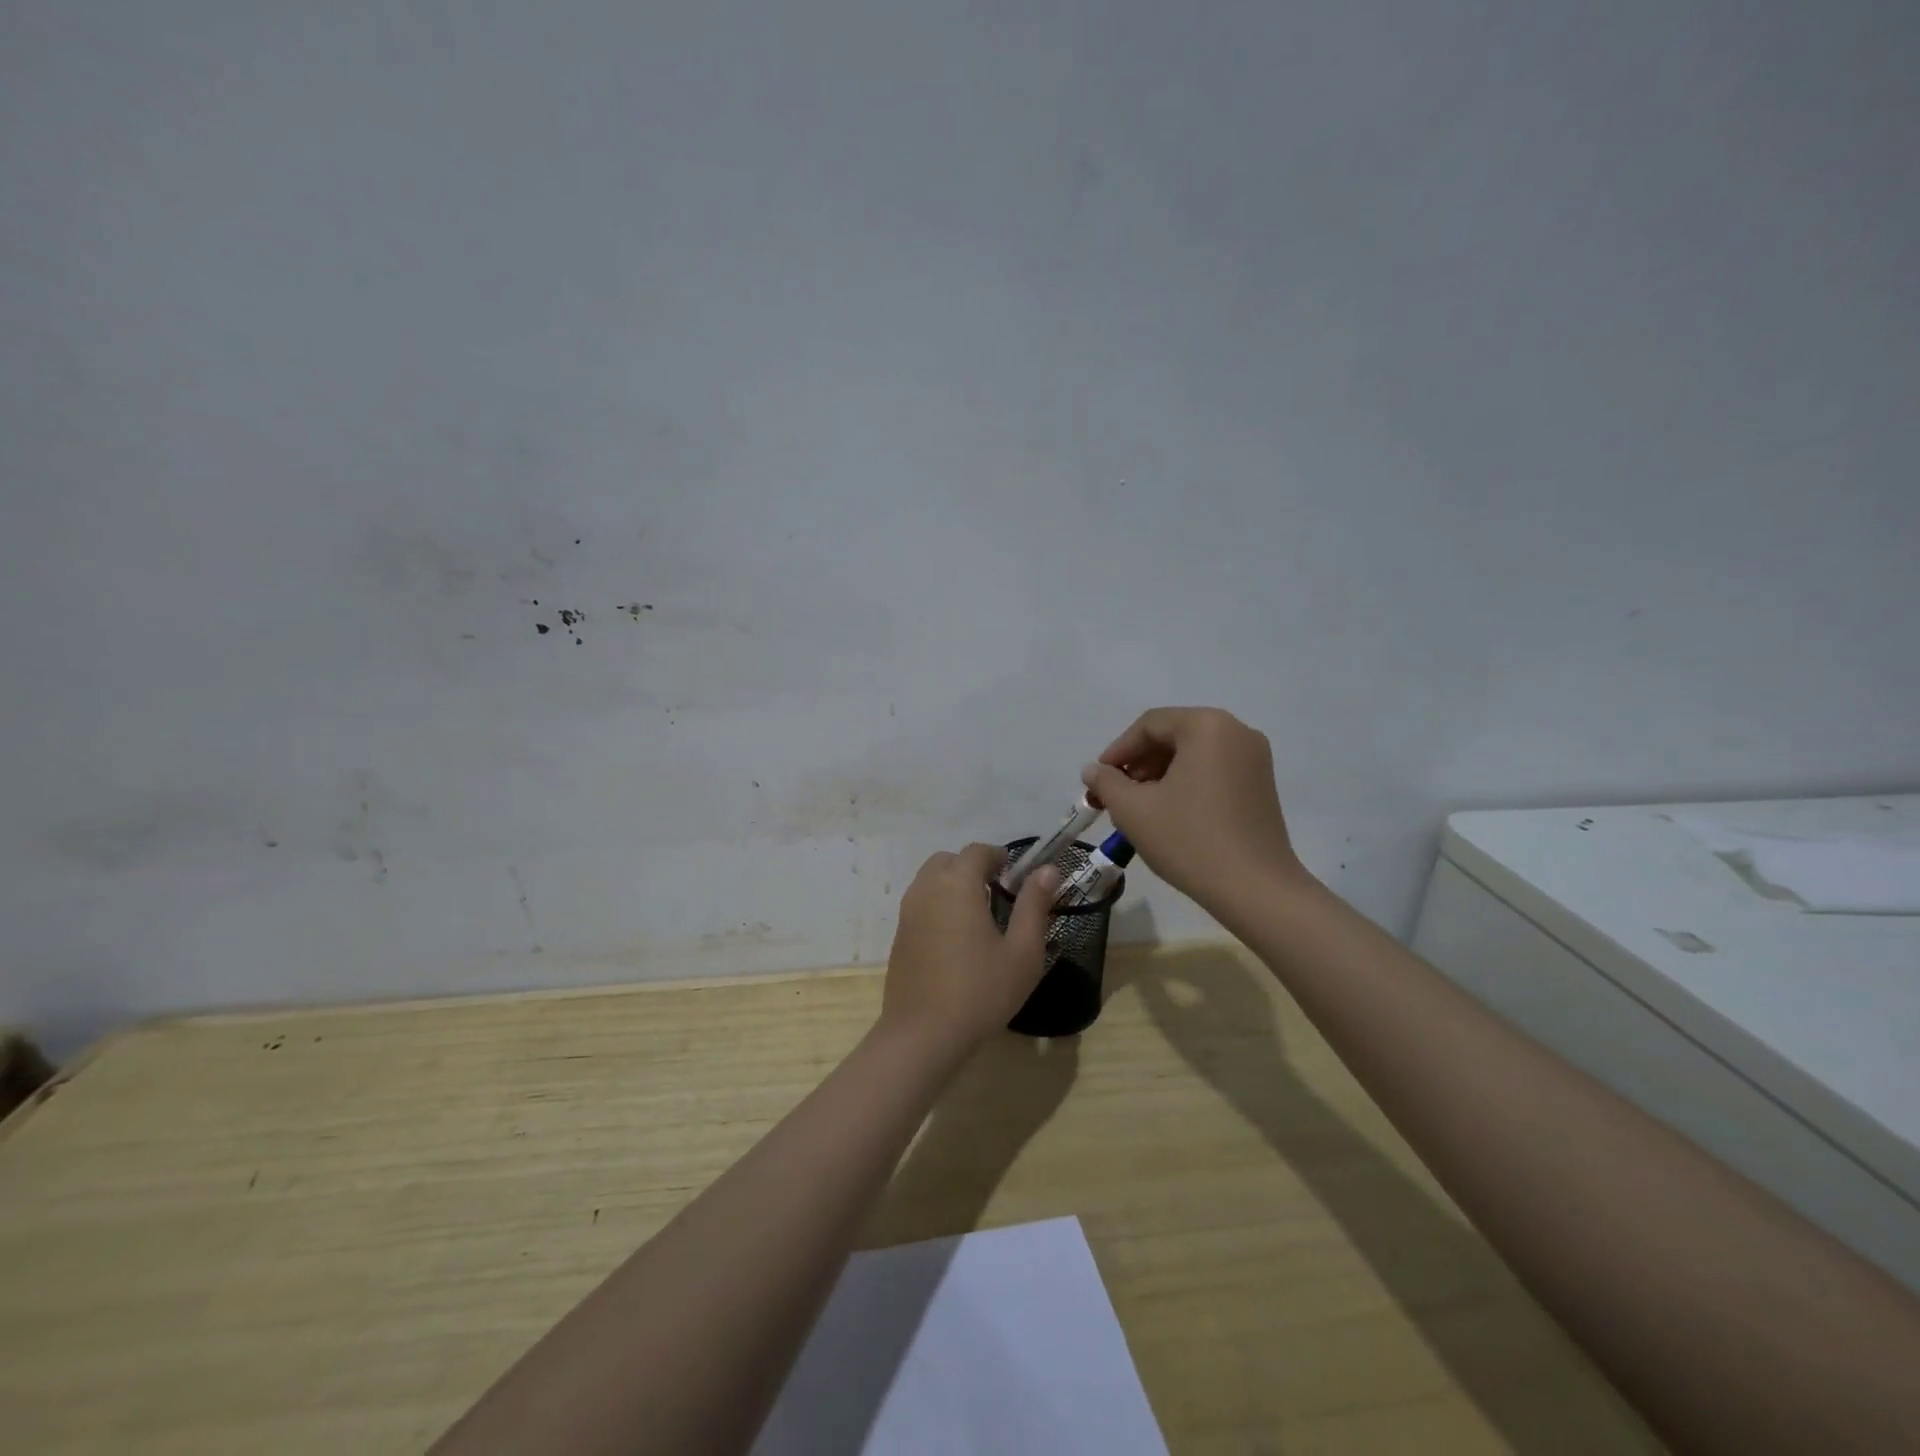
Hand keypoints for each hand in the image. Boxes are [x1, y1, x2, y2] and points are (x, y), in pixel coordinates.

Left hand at [880, 844, 1058, 1055]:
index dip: (998, 856)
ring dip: (953, 885)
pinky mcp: (899, 935)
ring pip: (930, 880)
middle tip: (997, 894)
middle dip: (972, 868)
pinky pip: (920, 903)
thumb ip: (1034, 904)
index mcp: (957, 884)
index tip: (1015, 875)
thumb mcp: (1023, 951)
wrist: (923, 1034)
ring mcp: (907, 912)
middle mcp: (927, 888)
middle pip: (948, 860)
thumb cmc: (981, 991)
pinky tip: (955, 939)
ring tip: (978, 916)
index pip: (977, 851)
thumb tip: (1048, 870)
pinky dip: (938, 905)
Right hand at [1081, 707, 1308, 913]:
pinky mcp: (1262, 785)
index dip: (1117, 750)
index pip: (1150, 725)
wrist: (1255, 890)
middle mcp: (1237, 732)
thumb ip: (1106, 783)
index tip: (1098, 780)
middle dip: (1138, 763)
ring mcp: (1255, 759)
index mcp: (1207, 726)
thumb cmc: (1189, 840)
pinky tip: (1169, 813)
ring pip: (1193, 754)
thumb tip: (1093, 771)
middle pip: (1173, 736)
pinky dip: (1186, 783)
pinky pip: (1213, 770)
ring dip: (1159, 775)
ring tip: (1138, 807)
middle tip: (1115, 795)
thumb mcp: (1134, 810)